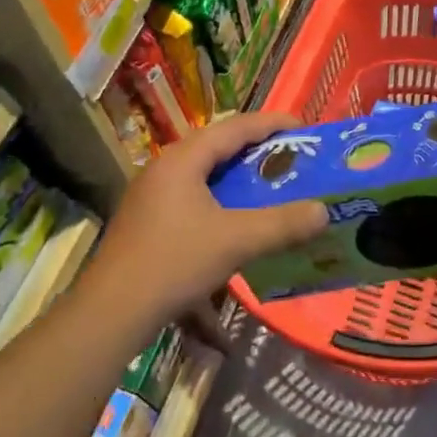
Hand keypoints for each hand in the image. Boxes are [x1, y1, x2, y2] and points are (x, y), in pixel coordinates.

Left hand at [86, 112, 327, 326]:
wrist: (112, 313)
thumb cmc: (174, 263)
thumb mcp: (236, 241)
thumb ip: (282, 224)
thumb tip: (324, 211)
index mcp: (183, 159)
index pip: (234, 127)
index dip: (271, 124)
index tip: (304, 128)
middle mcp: (165, 169)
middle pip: (218, 147)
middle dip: (257, 150)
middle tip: (291, 158)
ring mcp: (152, 196)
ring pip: (204, 174)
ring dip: (238, 178)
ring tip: (270, 186)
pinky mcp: (147, 222)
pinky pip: (192, 198)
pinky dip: (220, 201)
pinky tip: (236, 222)